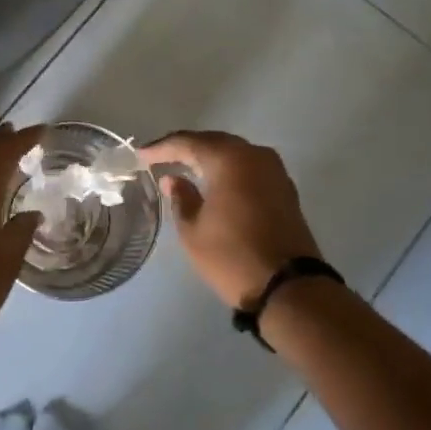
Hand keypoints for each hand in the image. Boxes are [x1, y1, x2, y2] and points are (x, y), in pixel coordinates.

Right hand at [142, 130, 321, 307]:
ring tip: (184, 167)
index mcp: (229, 159)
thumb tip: (173, 179)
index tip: (141, 155)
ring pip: (234, 153)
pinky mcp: (284, 189)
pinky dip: (228, 170)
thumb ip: (180, 198)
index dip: (162, 148)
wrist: (289, 287)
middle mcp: (254, 155)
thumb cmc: (232, 256)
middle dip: (186, 148)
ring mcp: (274, 171)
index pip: (188, 142)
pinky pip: (248, 167)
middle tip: (160, 157)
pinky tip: (213, 182)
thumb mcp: (193, 230)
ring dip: (208, 158)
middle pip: (214, 142)